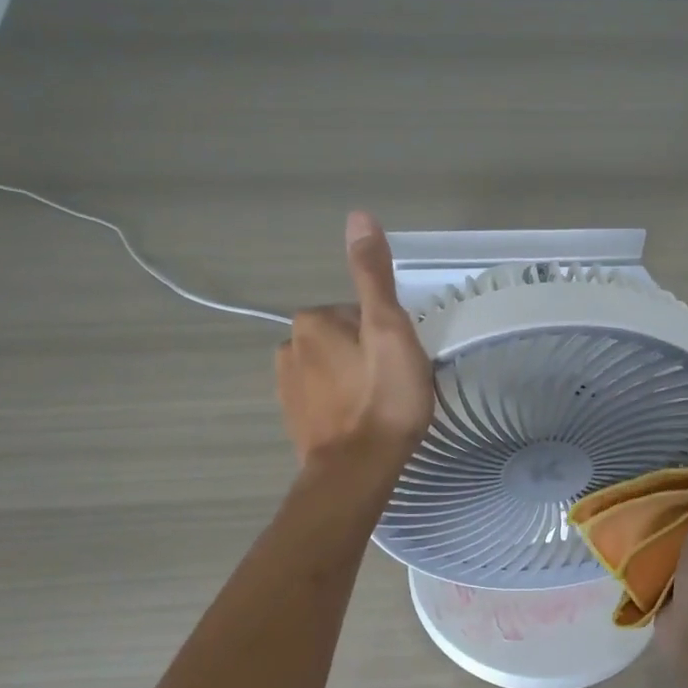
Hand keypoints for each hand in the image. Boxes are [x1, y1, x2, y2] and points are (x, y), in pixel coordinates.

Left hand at [277, 211, 434, 477]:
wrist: (357, 470)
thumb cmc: (383, 398)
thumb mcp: (389, 328)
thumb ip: (373, 274)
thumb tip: (358, 216)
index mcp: (311, 321)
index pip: (359, 312)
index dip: (386, 334)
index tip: (399, 361)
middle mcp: (288, 346)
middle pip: (344, 339)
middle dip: (367, 356)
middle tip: (394, 385)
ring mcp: (287, 386)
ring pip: (334, 369)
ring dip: (355, 381)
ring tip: (380, 407)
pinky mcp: (292, 418)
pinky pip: (324, 398)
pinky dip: (342, 405)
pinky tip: (361, 423)